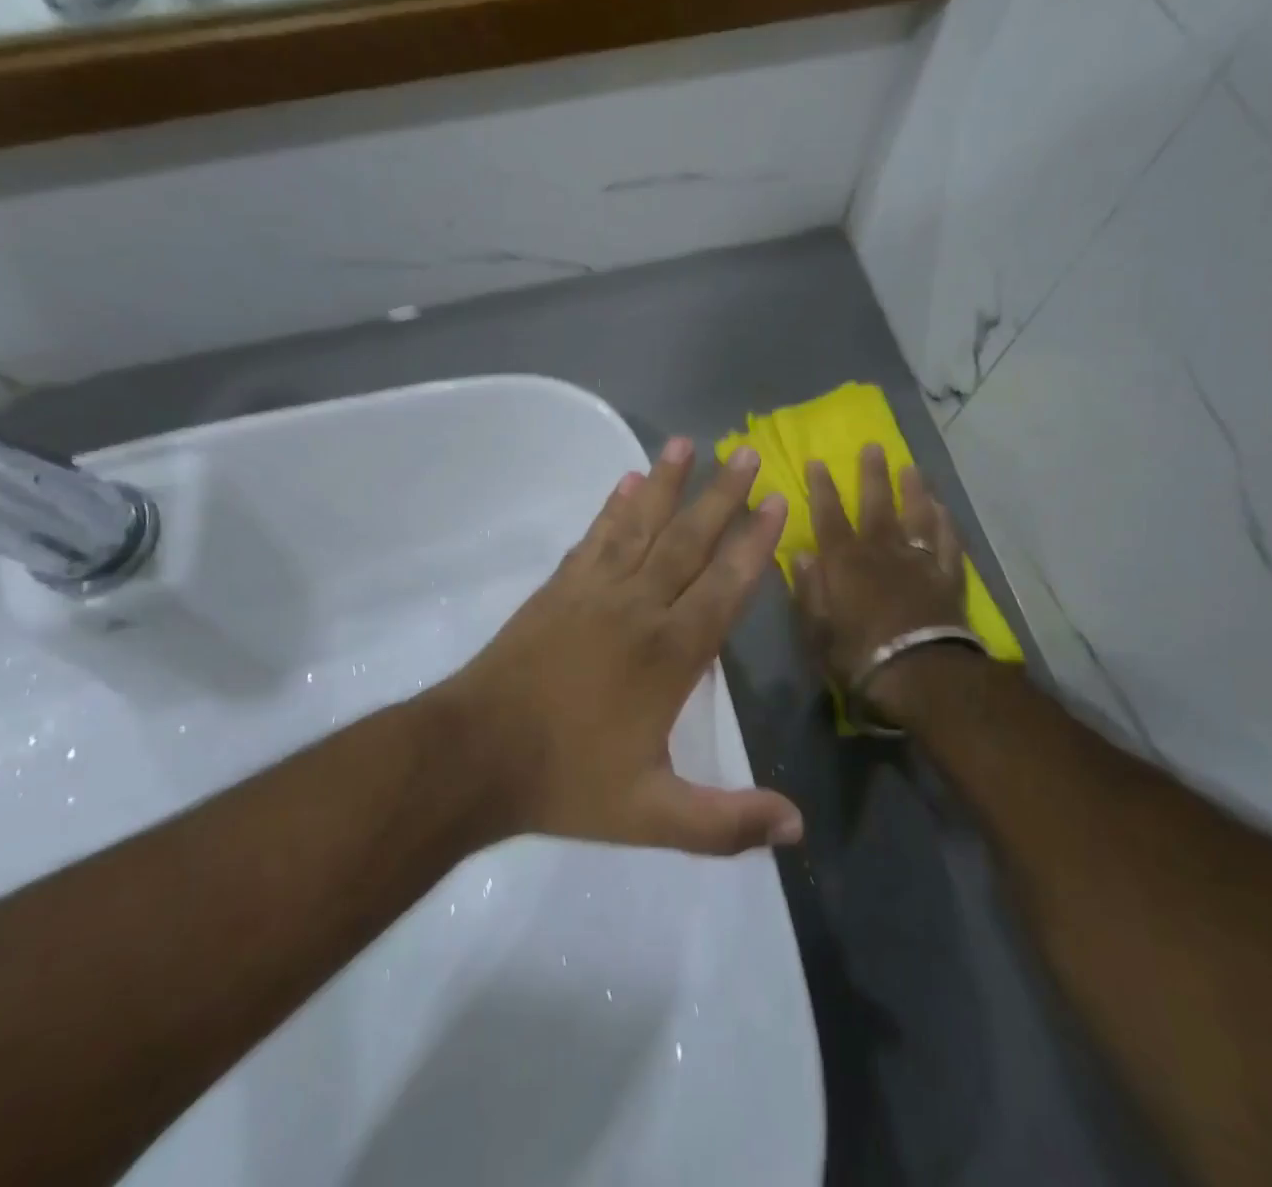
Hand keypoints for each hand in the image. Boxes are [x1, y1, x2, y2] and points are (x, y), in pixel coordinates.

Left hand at [455, 437, 802, 855]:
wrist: (474, 754)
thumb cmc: (567, 781)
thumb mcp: (652, 817)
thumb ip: (725, 822)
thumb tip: (796, 829)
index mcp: (671, 653)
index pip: (726, 586)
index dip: (755, 543)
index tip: (776, 502)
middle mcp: (640, 607)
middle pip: (690, 540)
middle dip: (722, 495)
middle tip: (746, 451)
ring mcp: (596, 590)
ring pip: (642, 525)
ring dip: (668, 483)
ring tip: (687, 442)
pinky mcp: (561, 588)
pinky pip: (596, 536)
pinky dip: (614, 506)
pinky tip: (626, 481)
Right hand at [791, 446, 973, 727]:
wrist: (921, 674)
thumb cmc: (858, 656)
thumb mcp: (817, 630)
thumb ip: (809, 590)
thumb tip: (801, 555)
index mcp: (845, 562)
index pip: (829, 516)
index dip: (822, 488)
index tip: (817, 461)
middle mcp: (882, 552)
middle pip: (877, 505)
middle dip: (872, 475)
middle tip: (873, 446)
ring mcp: (919, 562)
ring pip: (917, 516)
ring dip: (914, 490)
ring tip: (912, 468)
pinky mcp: (948, 578)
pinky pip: (949, 543)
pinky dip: (947, 524)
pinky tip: (945, 509)